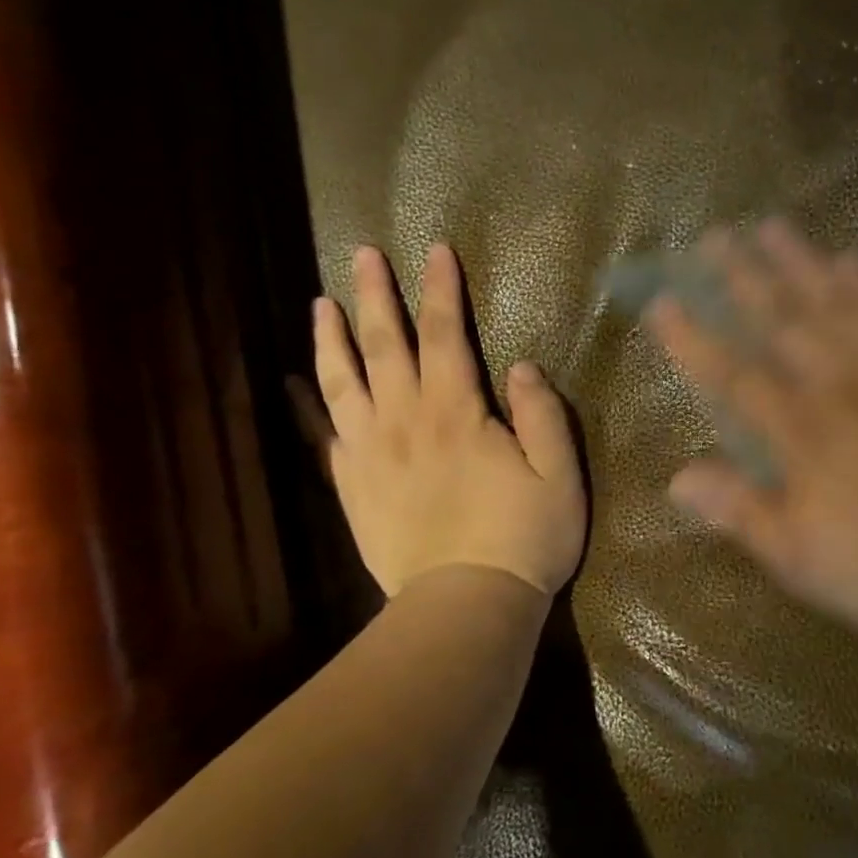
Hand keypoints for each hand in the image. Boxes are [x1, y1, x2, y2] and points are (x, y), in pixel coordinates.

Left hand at [292, 243, 586, 599]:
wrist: (466, 606)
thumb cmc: (524, 539)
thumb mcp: (559, 476)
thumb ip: (542, 415)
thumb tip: (520, 366)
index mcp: (456, 413)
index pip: (446, 335)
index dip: (441, 290)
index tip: (435, 251)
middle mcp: (405, 422)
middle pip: (385, 346)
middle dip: (376, 295)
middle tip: (363, 255)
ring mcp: (371, 455)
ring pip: (343, 383)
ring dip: (331, 338)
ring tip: (321, 304)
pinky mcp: (353, 487)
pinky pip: (323, 435)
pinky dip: (307, 404)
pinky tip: (297, 383)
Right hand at [645, 220, 857, 639]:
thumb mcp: (799, 558)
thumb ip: (739, 511)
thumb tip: (677, 478)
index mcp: (802, 433)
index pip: (733, 374)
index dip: (694, 338)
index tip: (664, 301)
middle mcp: (843, 387)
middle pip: (783, 320)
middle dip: (743, 277)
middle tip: (715, 236)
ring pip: (839, 302)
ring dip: (801, 262)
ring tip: (772, 226)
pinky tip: (852, 260)